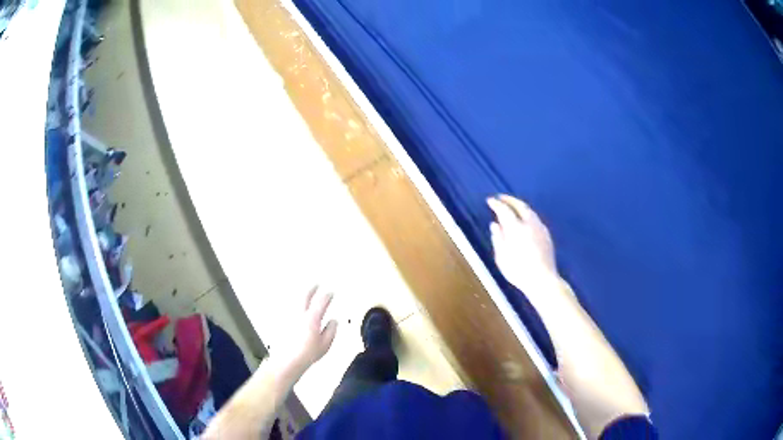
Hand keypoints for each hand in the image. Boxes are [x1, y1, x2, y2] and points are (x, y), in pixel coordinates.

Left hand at [285, 286, 337, 370]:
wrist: (287, 361)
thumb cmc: (308, 354)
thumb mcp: (325, 344)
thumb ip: (331, 330)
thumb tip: (334, 321)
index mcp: (312, 318)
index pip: (321, 302)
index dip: (327, 296)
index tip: (331, 293)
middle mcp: (300, 314)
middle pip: (305, 296)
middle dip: (312, 289)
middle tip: (316, 285)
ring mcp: (289, 317)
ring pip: (295, 301)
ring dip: (302, 296)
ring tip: (305, 294)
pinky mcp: (282, 322)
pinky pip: (289, 309)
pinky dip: (294, 306)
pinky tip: (295, 308)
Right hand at [487, 195, 557, 292]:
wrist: (542, 280)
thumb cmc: (518, 271)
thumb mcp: (502, 257)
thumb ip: (498, 238)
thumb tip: (495, 224)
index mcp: (516, 228)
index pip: (504, 210)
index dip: (496, 204)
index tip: (489, 200)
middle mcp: (529, 224)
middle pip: (520, 205)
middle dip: (509, 199)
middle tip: (500, 198)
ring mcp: (540, 228)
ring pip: (529, 210)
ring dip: (519, 205)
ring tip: (512, 206)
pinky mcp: (546, 234)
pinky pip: (535, 218)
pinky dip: (527, 214)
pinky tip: (525, 219)